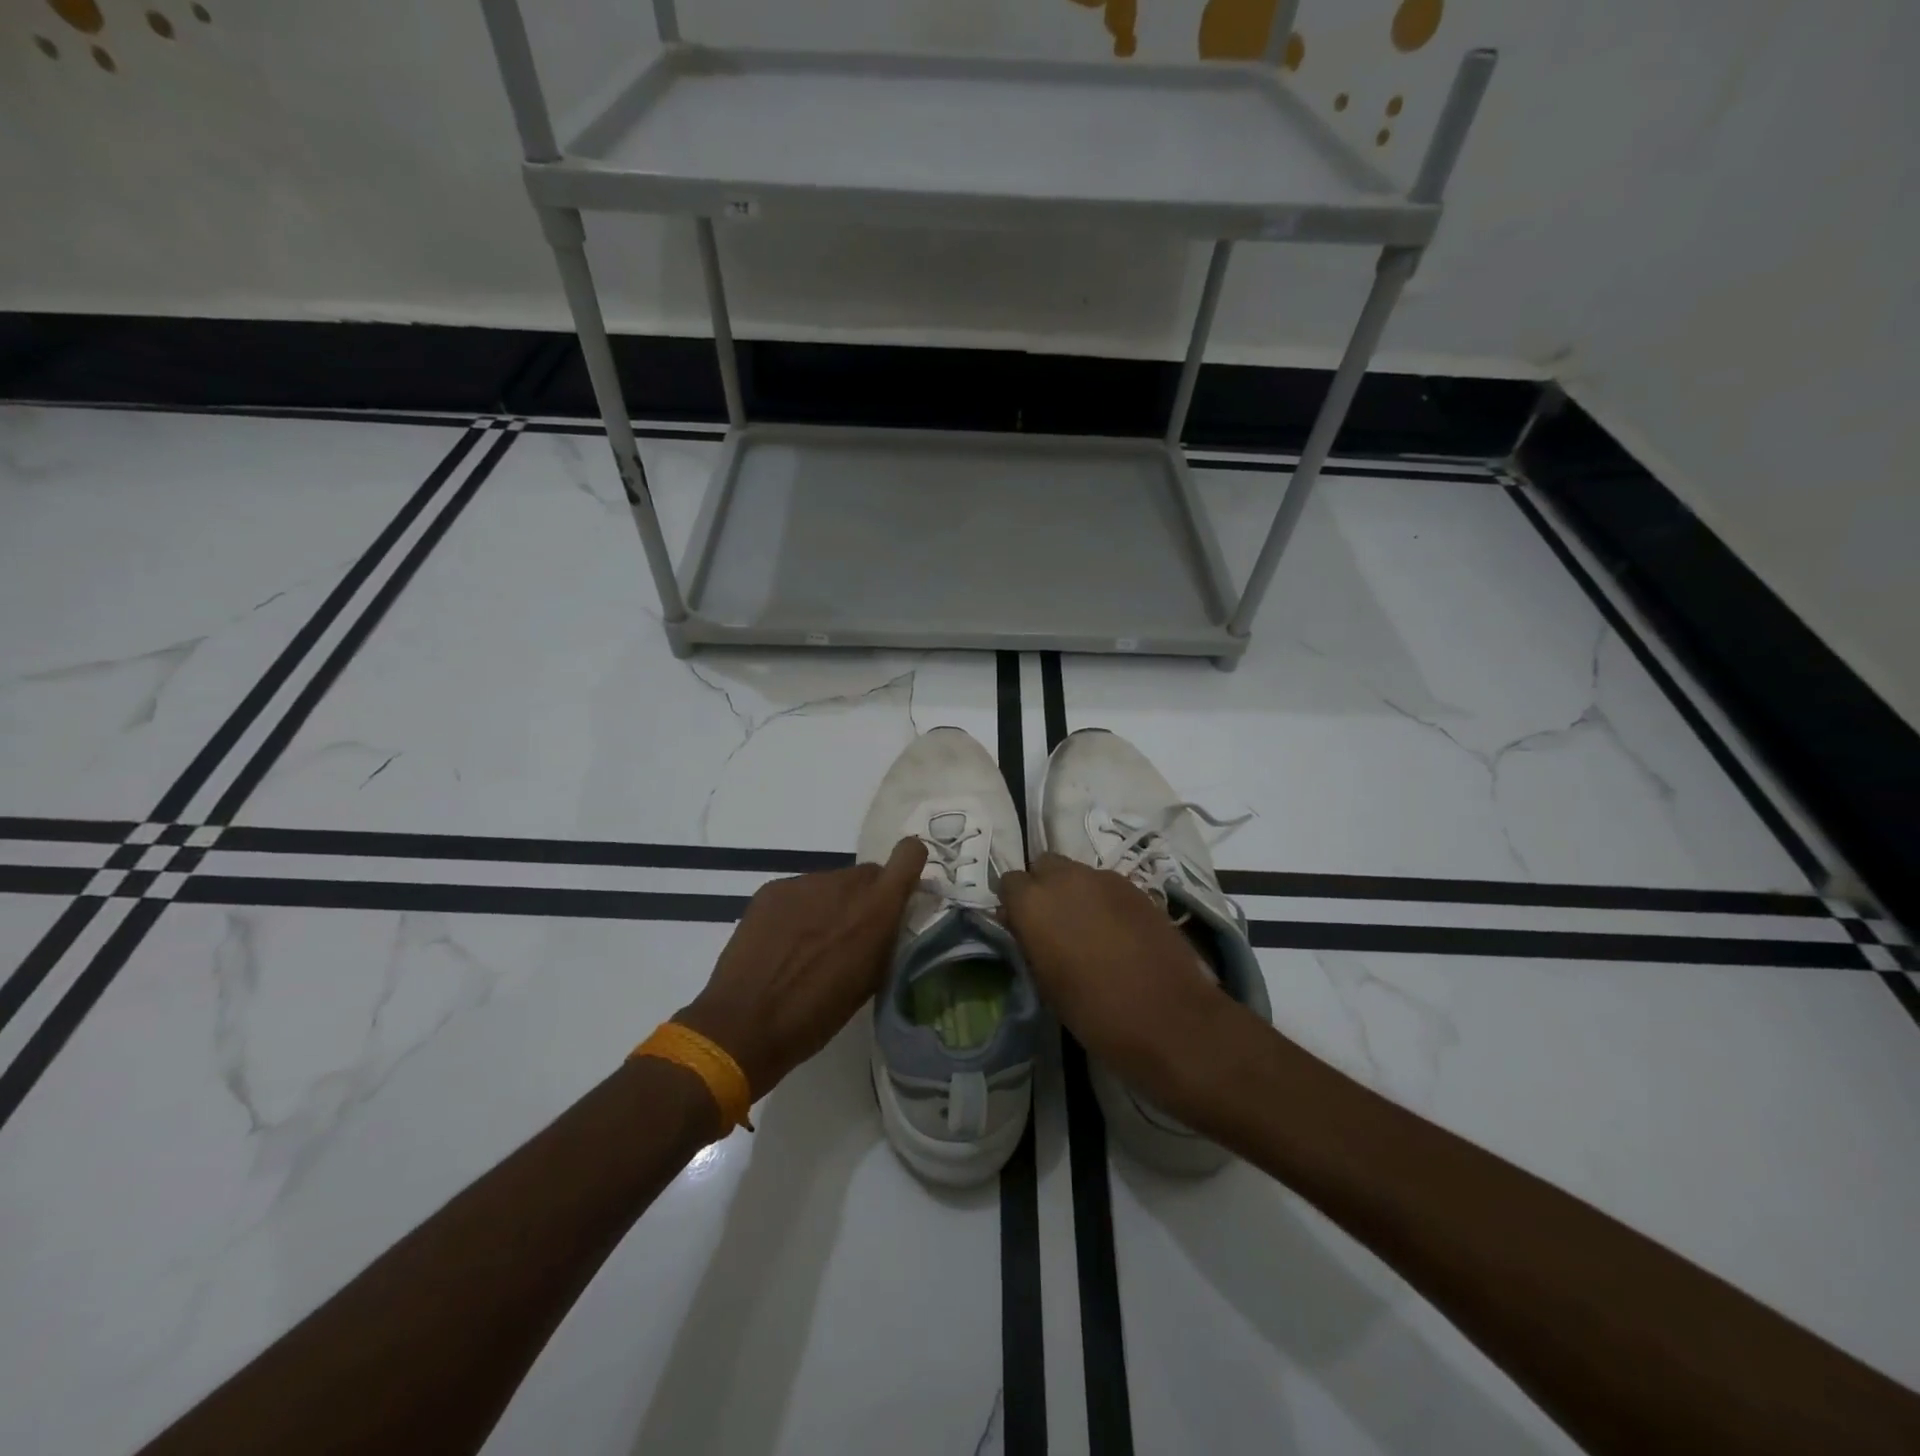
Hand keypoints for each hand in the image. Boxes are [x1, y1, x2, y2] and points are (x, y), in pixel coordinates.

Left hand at [675, 837, 926, 1097]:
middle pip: (867, 875)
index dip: (909, 865)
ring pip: (832, 884)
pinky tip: (784, 943)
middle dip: (866, 898)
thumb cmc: (816, 1016)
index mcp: (876, 910)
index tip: (903, 887)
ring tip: (812, 945)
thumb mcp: (870, 981)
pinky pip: (800, 891)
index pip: (908, 855)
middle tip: (850, 934)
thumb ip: (886, 939)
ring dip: (831, 905)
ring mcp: (804, 883)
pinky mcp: (772, 889)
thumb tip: (890, 920)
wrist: (744, 1024)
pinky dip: (800, 910)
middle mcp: (843, 885)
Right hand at [1001, 853, 1238, 1105]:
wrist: (1169, 1018)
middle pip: (1043, 865)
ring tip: (1088, 929)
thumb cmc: (1095, 1012)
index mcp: (1034, 903)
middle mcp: (1065, 879)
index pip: (1009, 882)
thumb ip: (1028, 942)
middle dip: (1043, 887)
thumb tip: (1021, 925)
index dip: (1014, 904)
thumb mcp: (1045, 983)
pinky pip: (1107, 885)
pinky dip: (1103, 900)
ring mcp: (1105, 879)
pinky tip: (1116, 932)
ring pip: (1077, 872)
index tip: (1022, 928)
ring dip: (1074, 892)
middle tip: (1053, 923)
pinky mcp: (1137, 887)